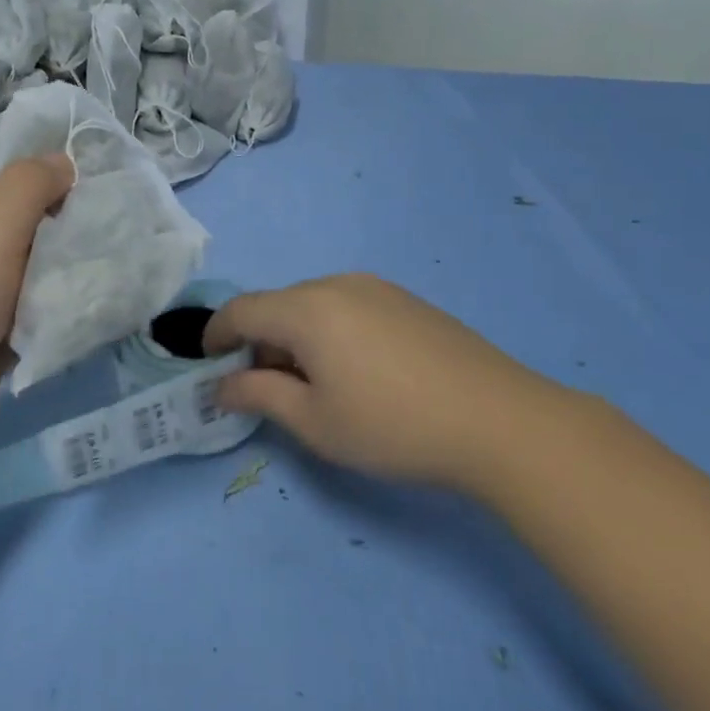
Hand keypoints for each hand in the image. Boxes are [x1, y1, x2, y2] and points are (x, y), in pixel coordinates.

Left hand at [0, 155, 74, 456]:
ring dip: (57, 280)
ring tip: (95, 283)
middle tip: (98, 249)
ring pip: (28, 272)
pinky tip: (76, 316)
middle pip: (22, 226)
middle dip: (60, 238)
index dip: (51, 186)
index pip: (9, 179)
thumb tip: (64, 161)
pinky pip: (24, 312)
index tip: (90, 207)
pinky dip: (46, 315)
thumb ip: (33, 181)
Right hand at [203, 274, 577, 488]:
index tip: (207, 365)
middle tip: (263, 388)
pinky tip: (356, 372)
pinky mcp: (407, 300)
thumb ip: (257, 395)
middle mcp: (337, 284)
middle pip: (277, 306)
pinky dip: (329, 332)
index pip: (241, 310)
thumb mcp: (314, 422)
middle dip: (258, 342)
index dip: (216, 335)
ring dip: (295, 337)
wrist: (502, 421)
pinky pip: (347, 307)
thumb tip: (221, 385)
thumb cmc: (393, 426)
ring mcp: (377, 288)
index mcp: (306, 308)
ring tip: (312, 384)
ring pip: (313, 305)